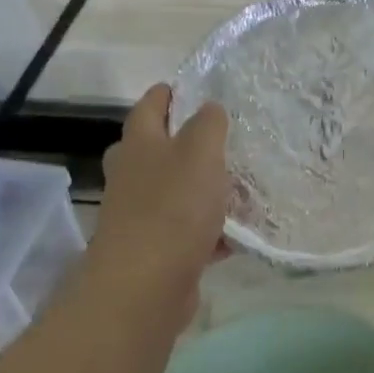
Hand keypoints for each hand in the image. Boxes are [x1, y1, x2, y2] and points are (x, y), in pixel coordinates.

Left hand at [88, 84, 229, 303]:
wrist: (146, 284)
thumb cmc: (173, 207)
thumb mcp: (200, 152)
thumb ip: (208, 125)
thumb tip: (210, 108)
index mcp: (139, 144)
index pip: (150, 106)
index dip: (168, 94)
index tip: (187, 88)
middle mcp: (132, 176)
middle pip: (155, 151)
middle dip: (183, 144)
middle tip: (218, 142)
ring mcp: (140, 215)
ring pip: (174, 193)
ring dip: (202, 191)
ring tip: (241, 190)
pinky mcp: (155, 250)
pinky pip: (187, 232)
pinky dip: (209, 231)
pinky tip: (236, 236)